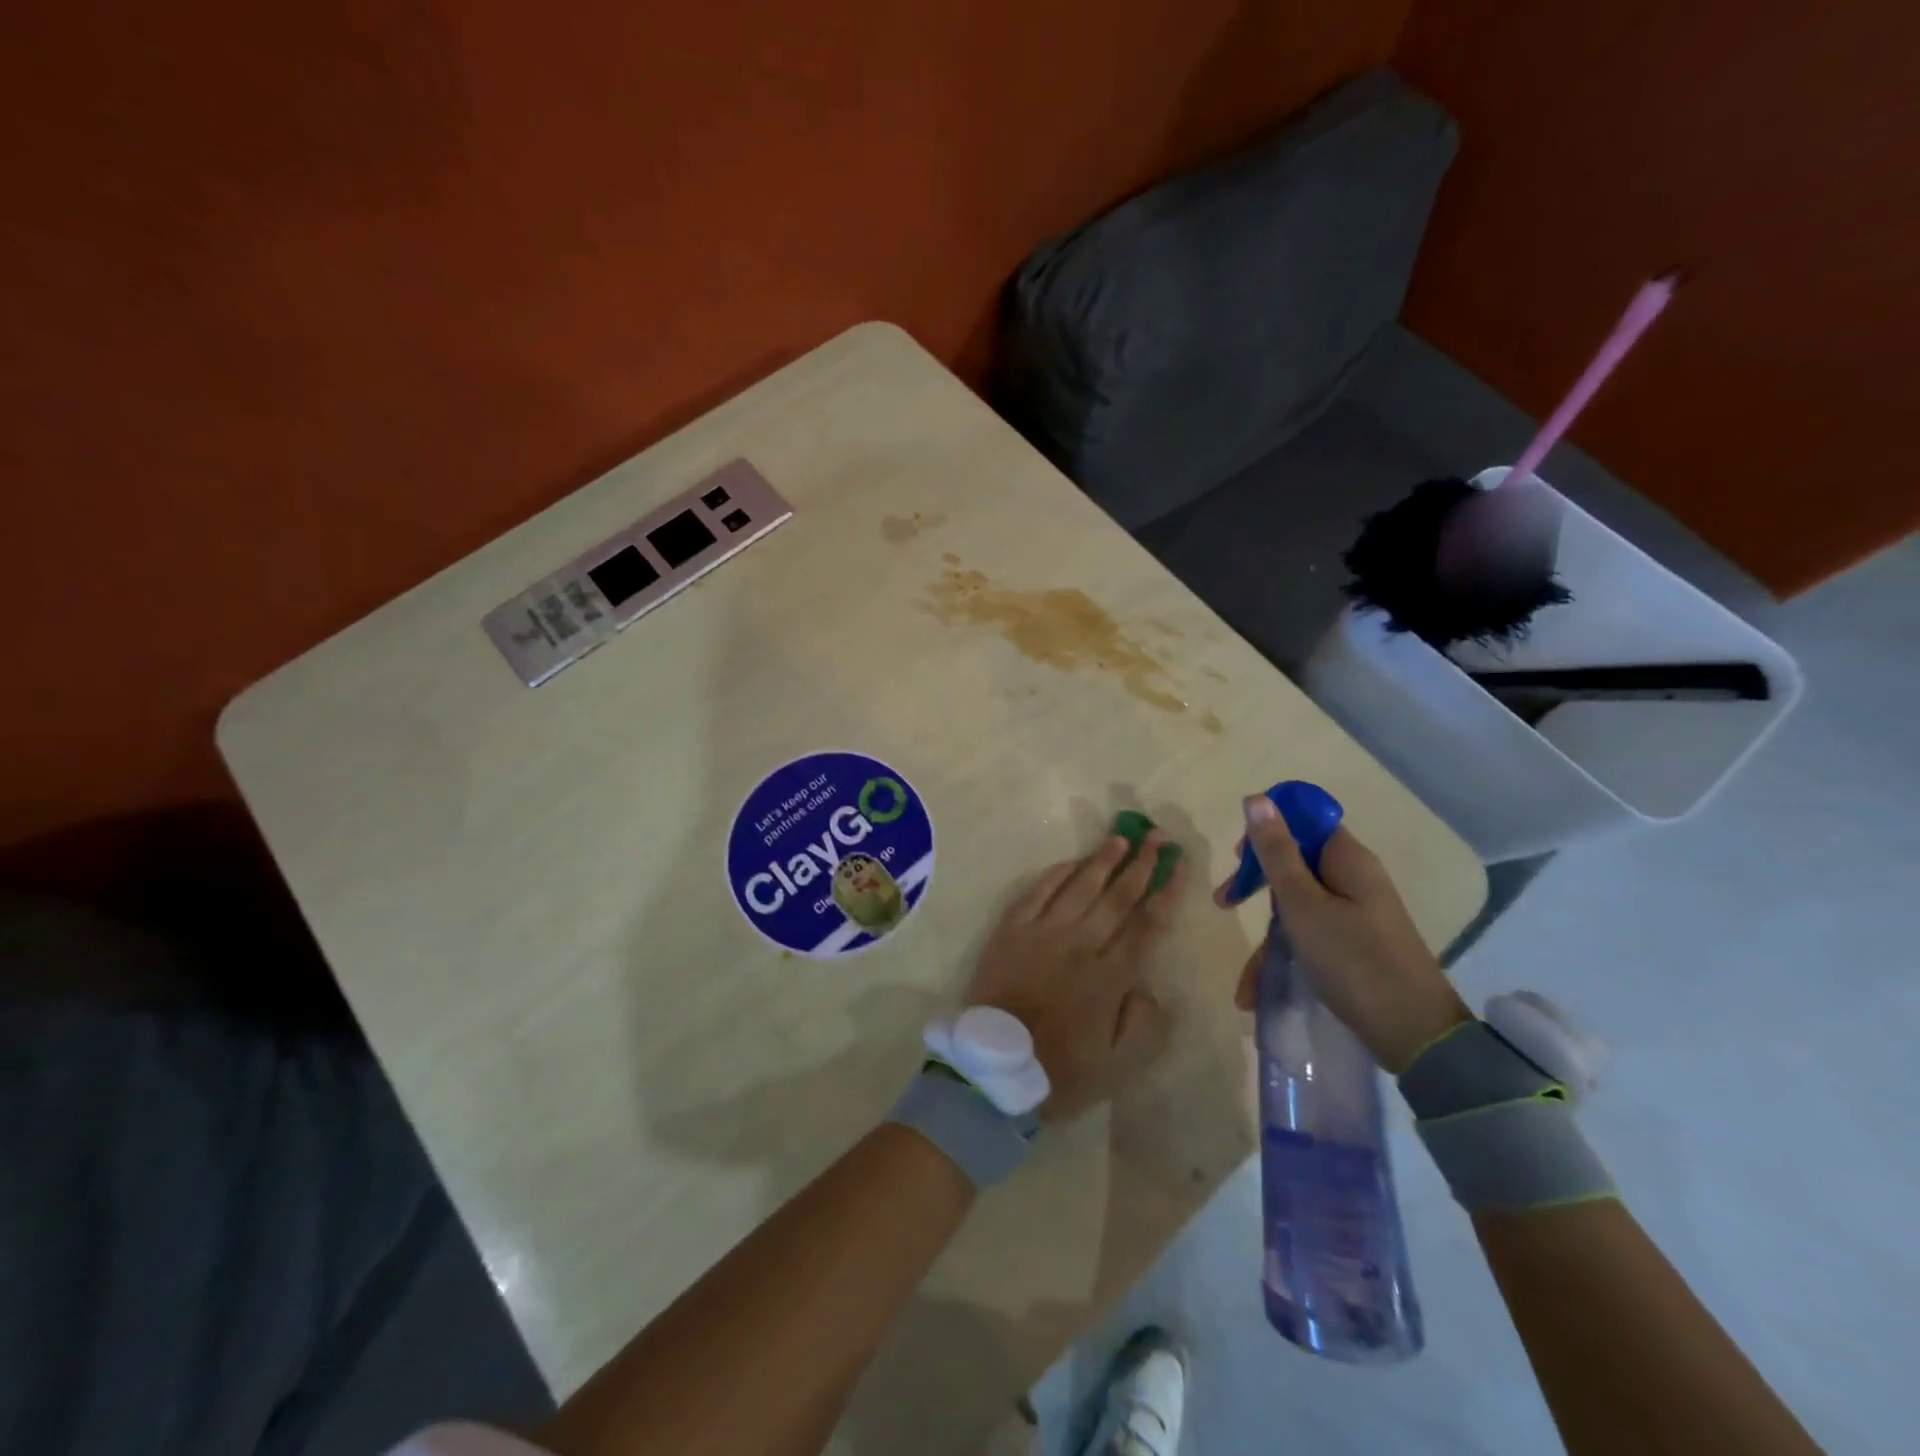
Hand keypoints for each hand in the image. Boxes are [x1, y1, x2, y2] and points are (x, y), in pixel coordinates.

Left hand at [968, 832, 1187, 1120]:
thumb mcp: (1116, 1066)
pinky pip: (1037, 892)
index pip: (1147, 925)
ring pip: (1079, 887)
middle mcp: (1080, 946)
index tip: (1179, 866)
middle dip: (1141, 865)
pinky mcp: (1011, 930)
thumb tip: (1149, 985)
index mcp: (1109, 978)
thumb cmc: (1057, 1072)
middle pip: (1117, 897)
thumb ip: (1141, 1023)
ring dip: (1102, 860)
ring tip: (1121, 837)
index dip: (1166, 892)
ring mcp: (1042, 933)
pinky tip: (1072, 861)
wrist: (991, 1069)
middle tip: (1158, 838)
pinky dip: (1056, 874)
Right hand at [1217, 797, 1469, 1072]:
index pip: (1303, 821)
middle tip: (1224, 903)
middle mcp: (1353, 879)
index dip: (1267, 831)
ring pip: (1297, 907)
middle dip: (1255, 885)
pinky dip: (1285, 958)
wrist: (1416, 1036)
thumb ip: (1276, 852)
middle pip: (1294, 863)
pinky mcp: (1355, 944)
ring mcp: (1356, 913)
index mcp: (1347, 859)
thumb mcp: (1302, 904)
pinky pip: (1310, 937)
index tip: (1238, 858)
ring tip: (1244, 983)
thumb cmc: (1352, 960)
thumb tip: (1257, 797)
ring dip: (1266, 938)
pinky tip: (1258, 994)